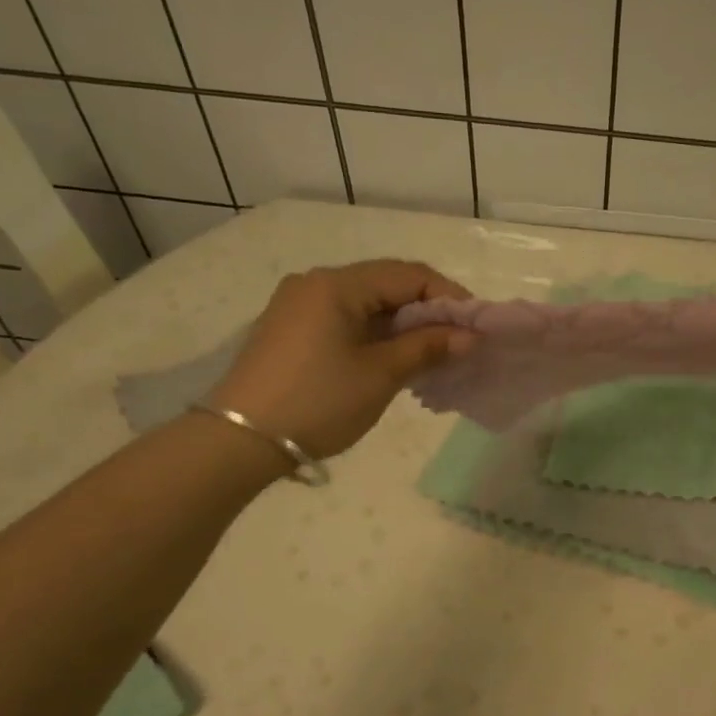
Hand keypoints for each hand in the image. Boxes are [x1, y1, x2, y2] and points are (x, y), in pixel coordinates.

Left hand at [208, 260, 473, 459]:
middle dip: (428, 311)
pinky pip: (346, 319)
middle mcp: (315, 282)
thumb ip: (427, 347)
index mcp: (337, 284)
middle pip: (387, 284)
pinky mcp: (290, 329)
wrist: (238, 441)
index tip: (477, 327)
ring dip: (403, 325)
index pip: (409, 274)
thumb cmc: (317, 402)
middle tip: (459, 342)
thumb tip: (469, 336)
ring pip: (367, 303)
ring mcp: (298, 305)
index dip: (449, 297)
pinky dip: (376, 334)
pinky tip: (394, 359)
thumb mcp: (380, 375)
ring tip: (432, 355)